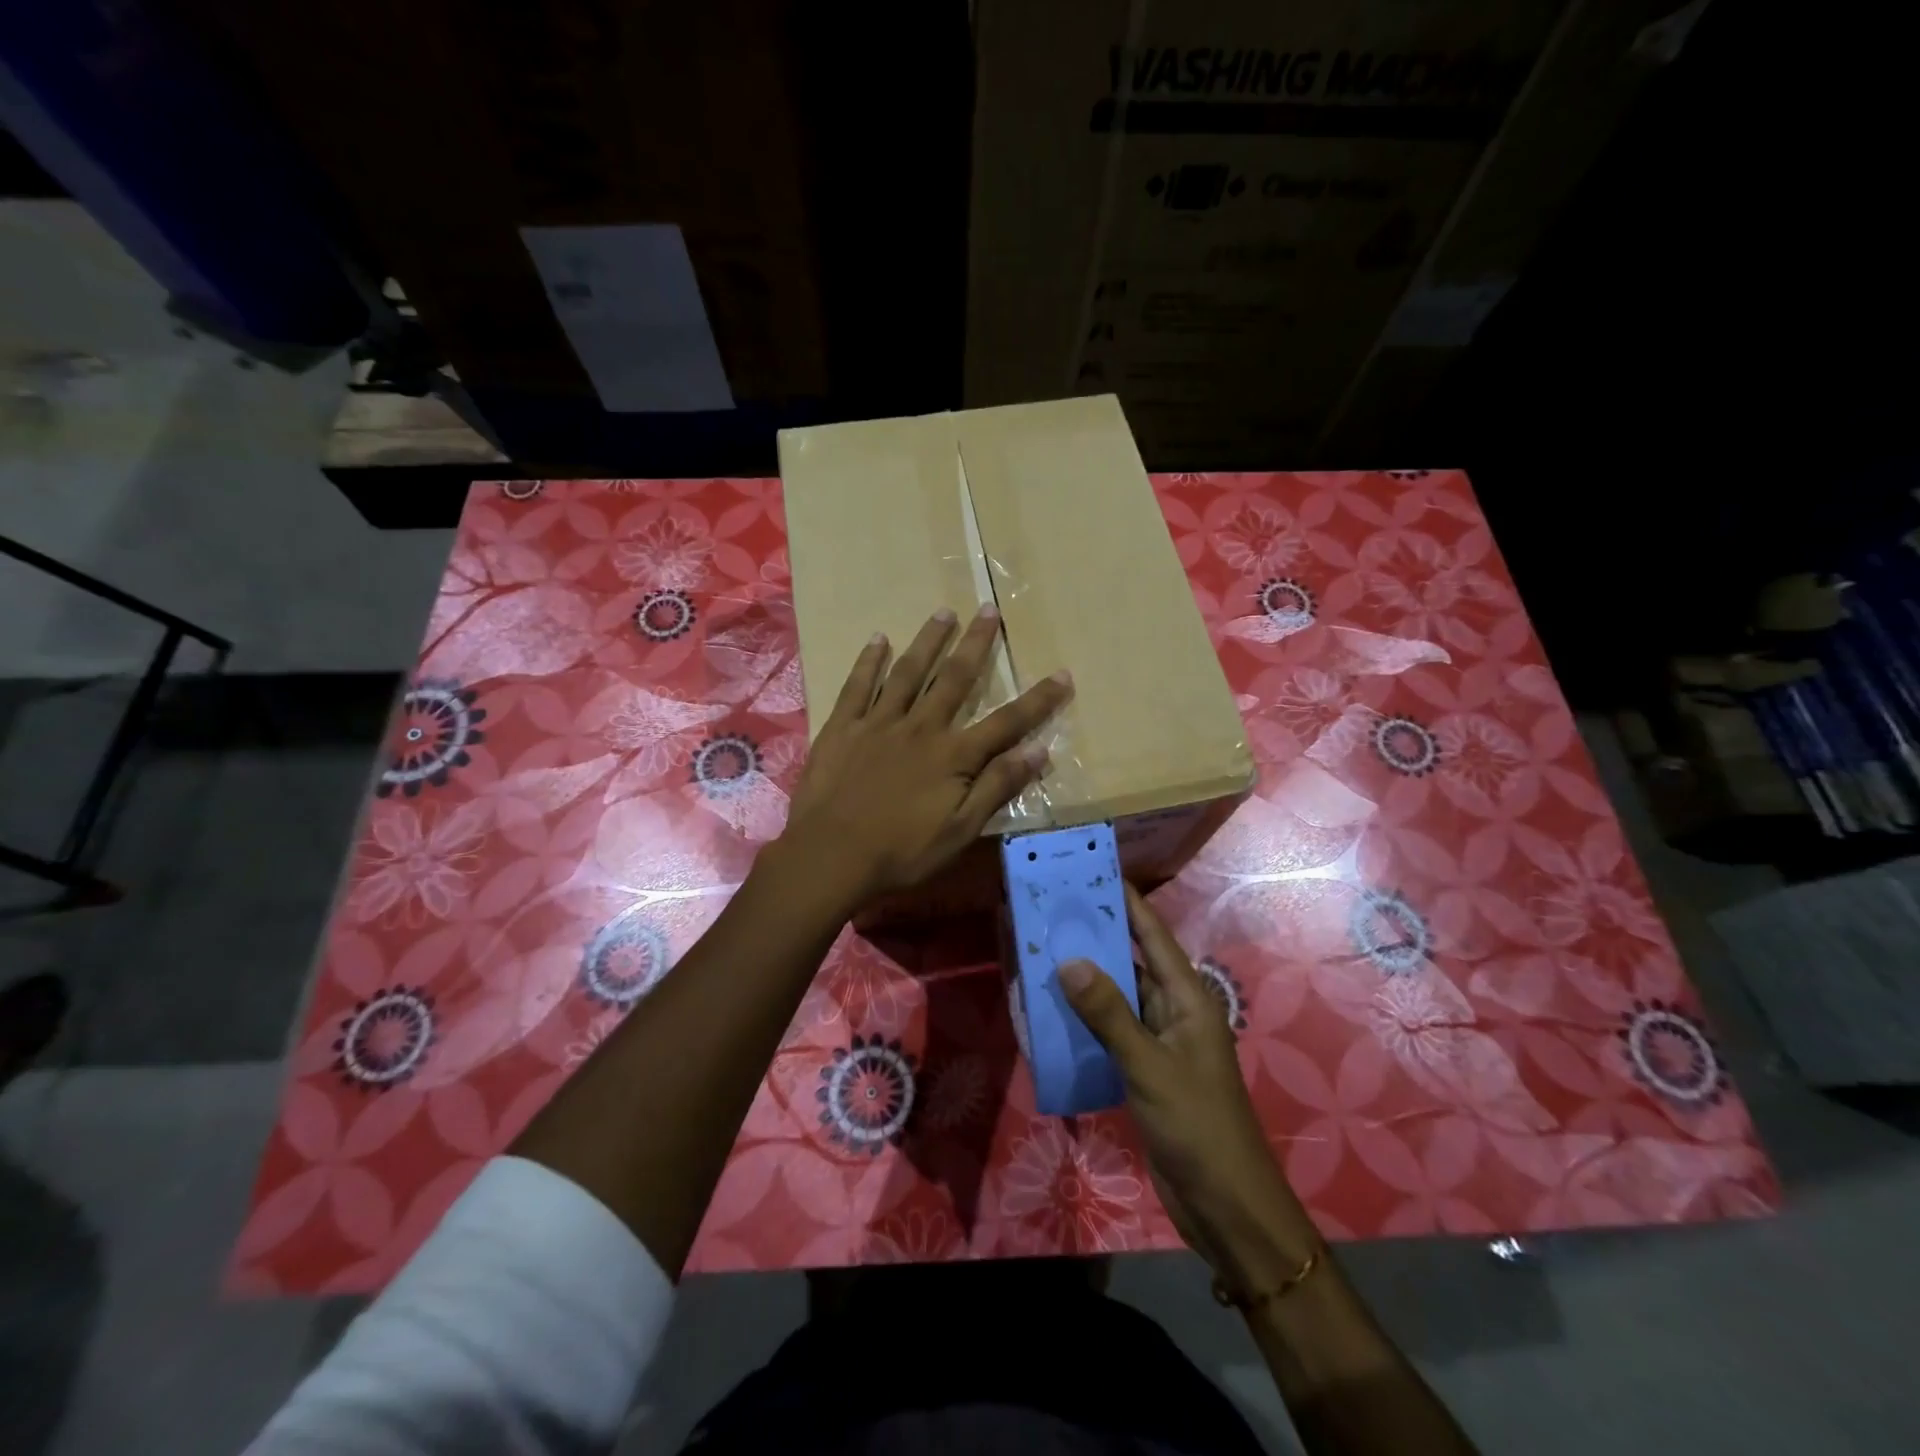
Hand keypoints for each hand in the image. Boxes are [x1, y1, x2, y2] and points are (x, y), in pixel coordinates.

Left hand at [780, 605, 1072, 912]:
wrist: (830, 855)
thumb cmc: (900, 851)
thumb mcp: (960, 830)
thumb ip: (997, 787)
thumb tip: (1039, 751)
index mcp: (953, 755)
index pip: (1006, 721)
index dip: (1037, 699)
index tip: (1062, 674)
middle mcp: (921, 727)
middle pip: (955, 678)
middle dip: (976, 644)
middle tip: (988, 610)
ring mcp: (879, 722)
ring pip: (909, 672)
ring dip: (928, 641)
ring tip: (943, 612)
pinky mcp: (844, 726)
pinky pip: (858, 685)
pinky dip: (870, 661)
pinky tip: (878, 639)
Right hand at [1059, 884, 1319, 1291]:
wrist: (1225, 1204)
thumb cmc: (1196, 1124)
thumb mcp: (1149, 1065)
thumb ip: (1109, 1013)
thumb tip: (1069, 961)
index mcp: (1187, 999)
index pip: (1153, 937)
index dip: (1128, 903)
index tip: (1095, 872)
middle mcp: (1175, 1012)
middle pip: (1132, 962)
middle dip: (1097, 937)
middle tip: (1052, 912)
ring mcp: (1161, 1043)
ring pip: (1119, 998)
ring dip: (1087, 979)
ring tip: (1043, 952)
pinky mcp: (1146, 1071)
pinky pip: (1113, 1032)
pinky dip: (1087, 1019)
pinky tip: (1054, 1012)